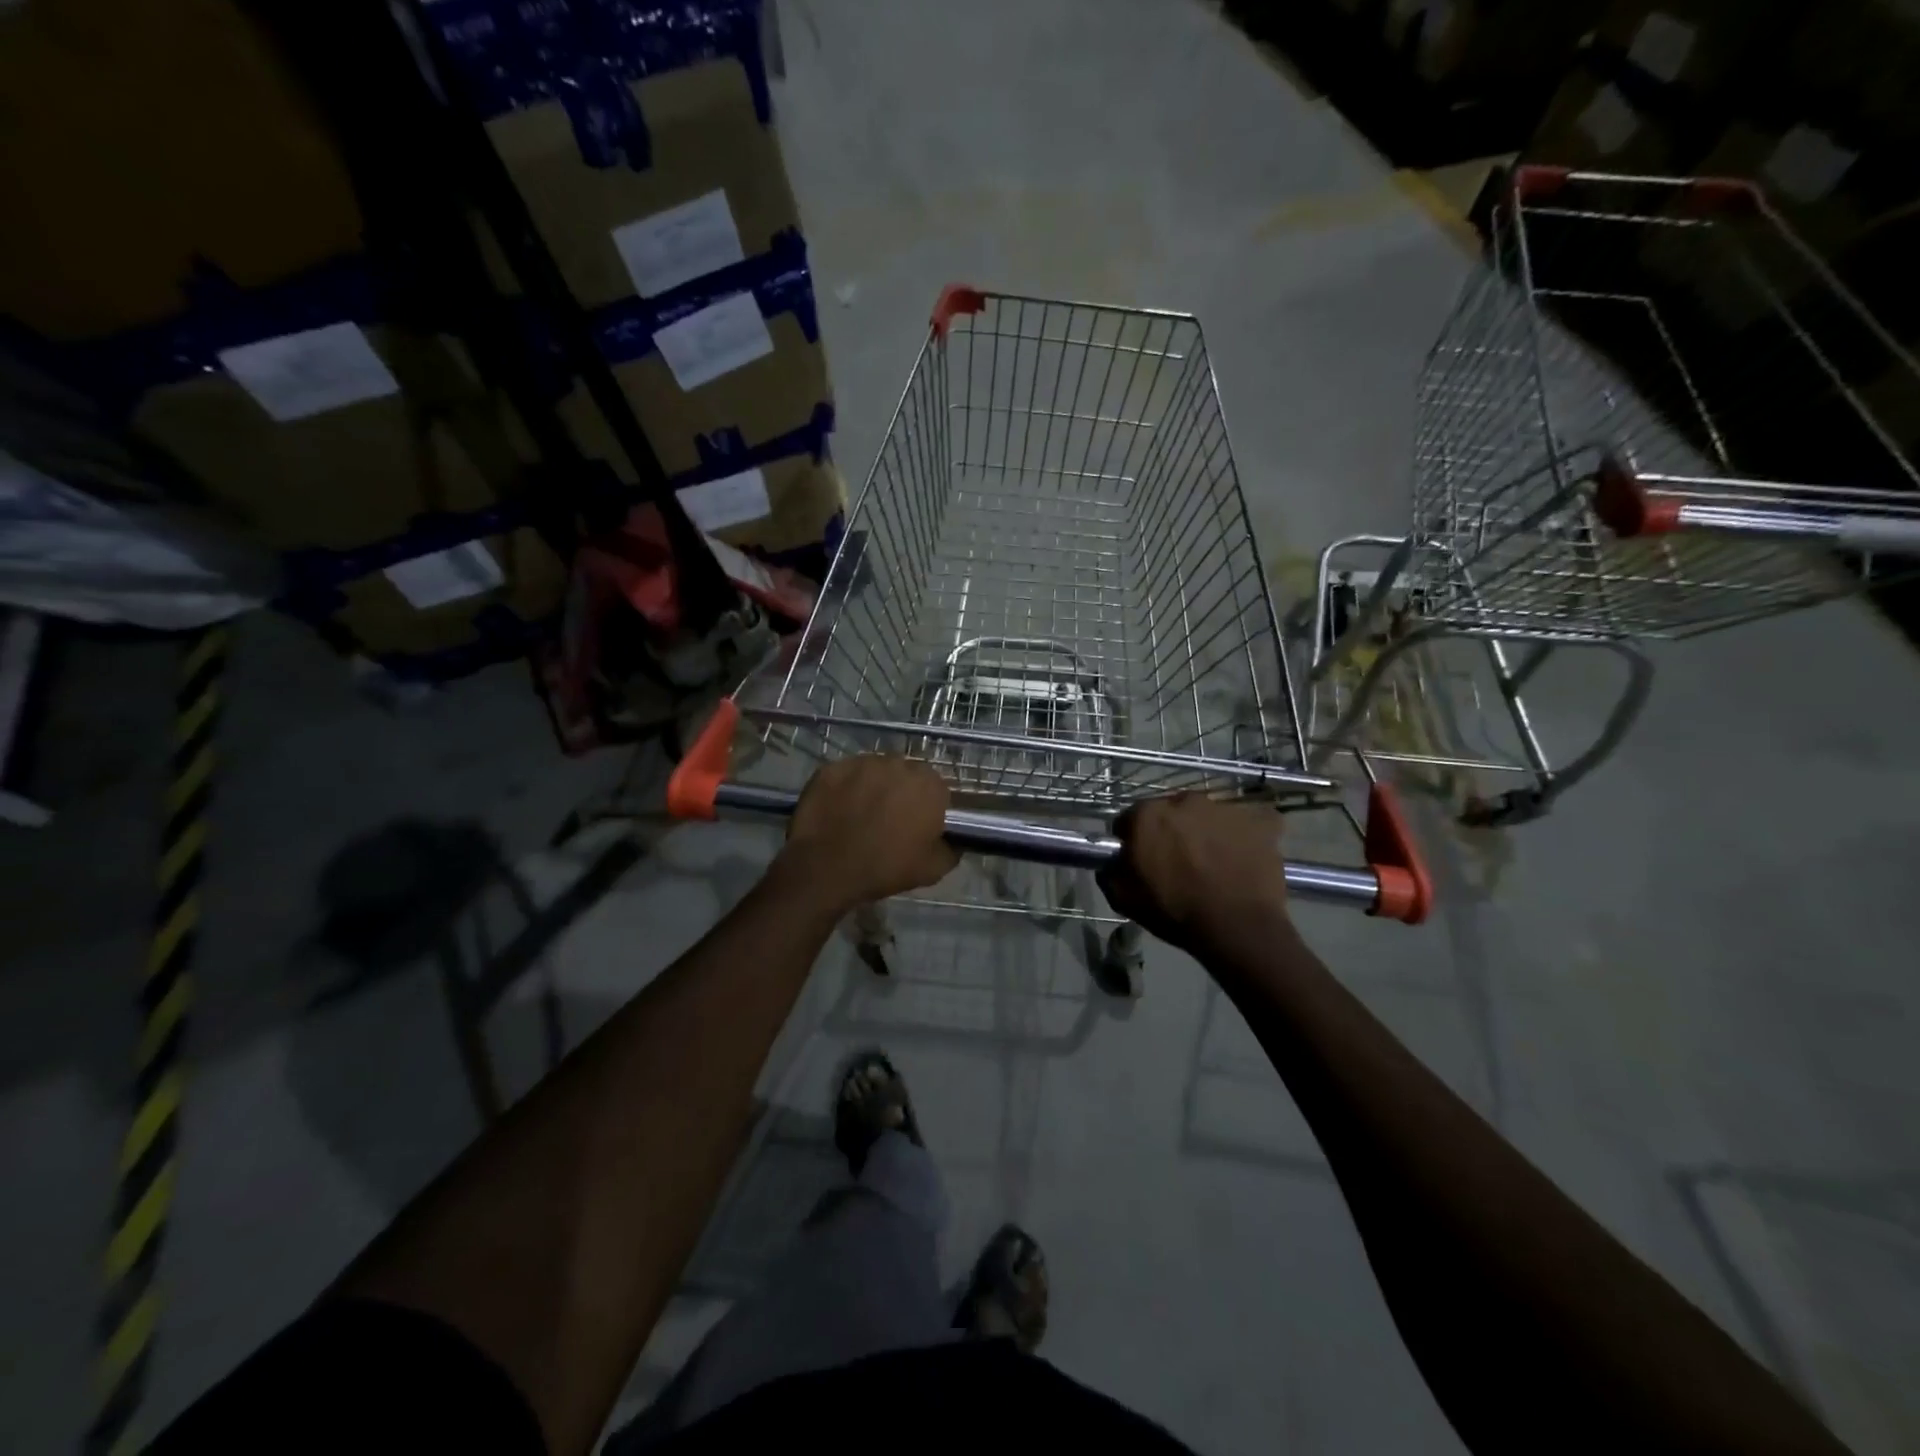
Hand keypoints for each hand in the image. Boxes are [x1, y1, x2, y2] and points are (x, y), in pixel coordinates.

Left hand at [779, 756, 959, 908]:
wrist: (827, 869)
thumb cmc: (886, 868)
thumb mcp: (934, 869)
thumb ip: (952, 849)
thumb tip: (955, 841)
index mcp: (929, 785)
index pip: (936, 788)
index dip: (927, 806)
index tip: (918, 823)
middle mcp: (898, 764)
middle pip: (905, 773)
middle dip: (900, 791)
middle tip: (889, 818)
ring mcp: (862, 762)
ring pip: (874, 770)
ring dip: (873, 786)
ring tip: (860, 812)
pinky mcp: (832, 767)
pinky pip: (845, 774)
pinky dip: (844, 787)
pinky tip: (838, 809)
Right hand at [1097, 794, 1291, 951]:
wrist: (1236, 927)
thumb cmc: (1174, 911)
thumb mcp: (1124, 899)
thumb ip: (1110, 872)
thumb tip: (1111, 863)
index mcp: (1148, 815)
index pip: (1131, 818)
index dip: (1133, 839)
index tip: (1141, 860)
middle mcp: (1186, 800)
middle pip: (1172, 811)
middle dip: (1172, 831)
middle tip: (1179, 861)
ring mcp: (1226, 807)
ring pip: (1209, 815)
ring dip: (1207, 831)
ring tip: (1214, 862)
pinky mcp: (1261, 819)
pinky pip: (1249, 821)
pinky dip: (1245, 835)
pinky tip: (1244, 856)